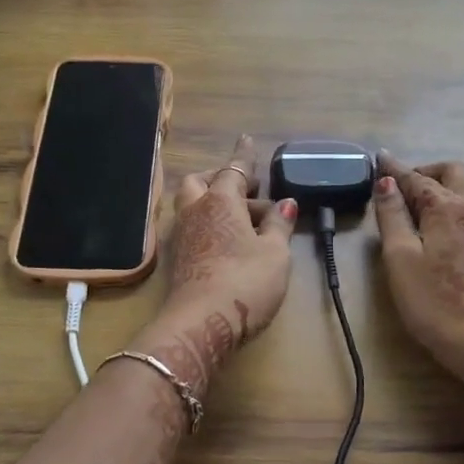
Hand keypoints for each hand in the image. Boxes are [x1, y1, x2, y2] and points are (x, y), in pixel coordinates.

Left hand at [136, 135, 296, 397]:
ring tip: (245, 220)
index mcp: (220, 201)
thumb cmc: (245, 281)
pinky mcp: (177, 260)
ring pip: (193, 205)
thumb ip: (279, 225)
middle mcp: (195, 212)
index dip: (244, 155)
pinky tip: (228, 243)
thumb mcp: (275, 253)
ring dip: (215, 203)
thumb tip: (285, 204)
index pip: (234, 169)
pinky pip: (193, 228)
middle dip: (222, 179)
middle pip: (201, 182)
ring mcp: (182, 236)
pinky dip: (209, 225)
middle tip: (248, 190)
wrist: (200, 325)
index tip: (246, 138)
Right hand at [372, 152, 463, 384]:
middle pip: (456, 172)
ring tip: (442, 198)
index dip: (394, 169)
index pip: (415, 179)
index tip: (380, 158)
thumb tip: (386, 181)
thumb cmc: (434, 302)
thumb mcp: (400, 259)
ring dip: (461, 184)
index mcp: (446, 207)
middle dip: (430, 171)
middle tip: (407, 185)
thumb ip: (392, 216)